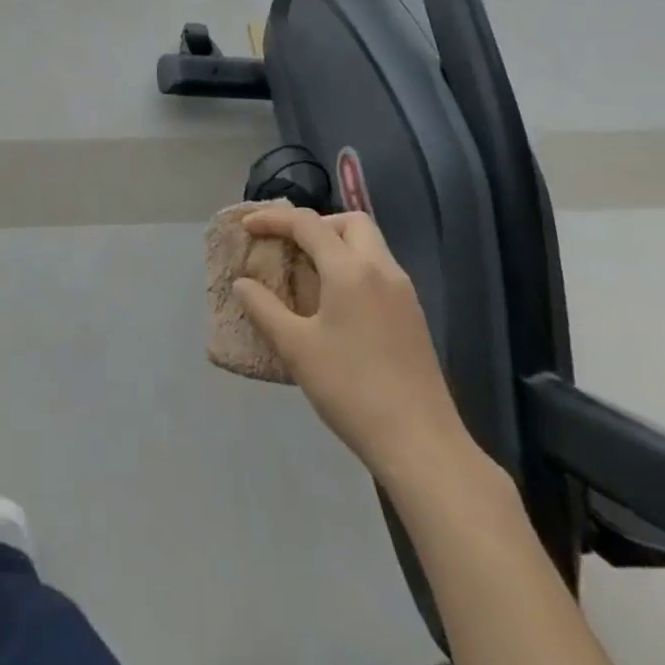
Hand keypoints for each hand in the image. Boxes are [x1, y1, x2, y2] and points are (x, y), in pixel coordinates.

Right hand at [233, 207, 470, 487]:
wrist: (421, 445)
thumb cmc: (352, 389)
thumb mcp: (296, 349)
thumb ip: (264, 309)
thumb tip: (242, 284)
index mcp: (351, 270)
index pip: (308, 224)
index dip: (273, 219)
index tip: (247, 227)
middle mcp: (382, 270)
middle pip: (350, 222)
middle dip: (315, 224)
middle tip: (289, 245)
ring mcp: (404, 294)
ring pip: (369, 246)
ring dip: (336, 245)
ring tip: (307, 272)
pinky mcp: (414, 317)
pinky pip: (379, 271)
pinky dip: (353, 268)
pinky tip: (335, 303)